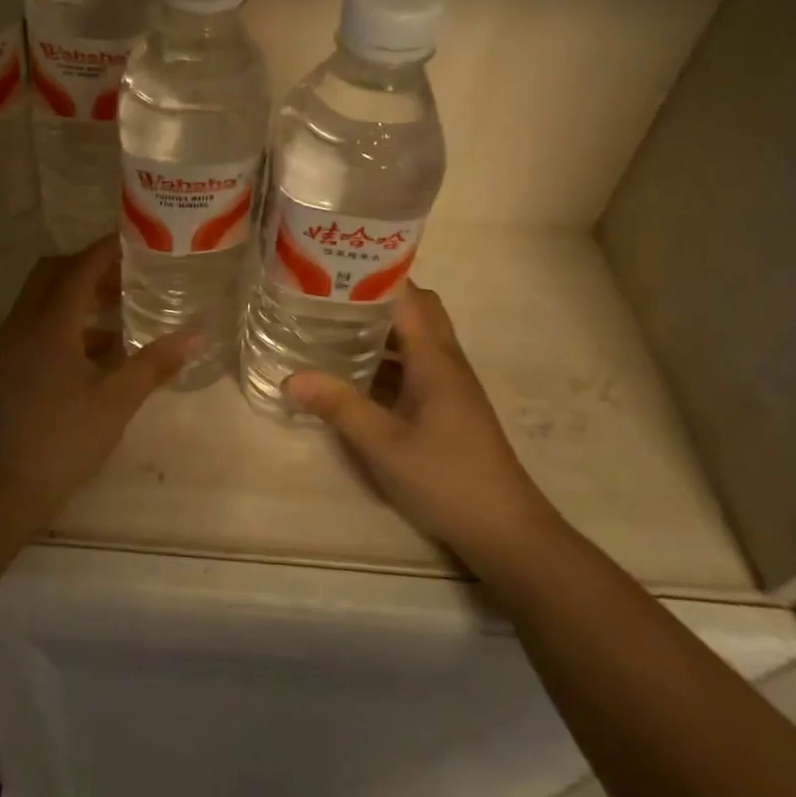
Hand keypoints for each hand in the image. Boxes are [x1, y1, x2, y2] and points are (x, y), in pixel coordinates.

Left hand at [0, 235, 193, 511]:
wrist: (2, 488)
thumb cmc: (64, 440)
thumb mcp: (116, 401)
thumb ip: (154, 364)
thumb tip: (195, 335)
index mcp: (49, 325)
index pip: (78, 269)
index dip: (105, 250)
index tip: (133, 240)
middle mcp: (22, 325)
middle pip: (52, 273)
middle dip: (87, 267)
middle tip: (125, 275)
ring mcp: (7, 346)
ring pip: (40, 299)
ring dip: (74, 295)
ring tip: (117, 308)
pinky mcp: (3, 367)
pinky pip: (33, 325)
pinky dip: (63, 323)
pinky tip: (95, 350)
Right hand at [285, 285, 558, 562]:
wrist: (505, 531)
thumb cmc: (447, 479)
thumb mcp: (384, 444)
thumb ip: (339, 406)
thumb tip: (290, 377)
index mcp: (435, 359)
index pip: (408, 296)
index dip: (375, 275)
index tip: (333, 266)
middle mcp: (446, 362)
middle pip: (417, 309)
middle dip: (377, 296)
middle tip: (330, 294)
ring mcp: (450, 384)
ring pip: (416, 337)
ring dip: (382, 326)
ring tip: (333, 324)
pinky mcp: (448, 406)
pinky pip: (415, 363)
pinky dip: (387, 356)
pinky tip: (355, 372)